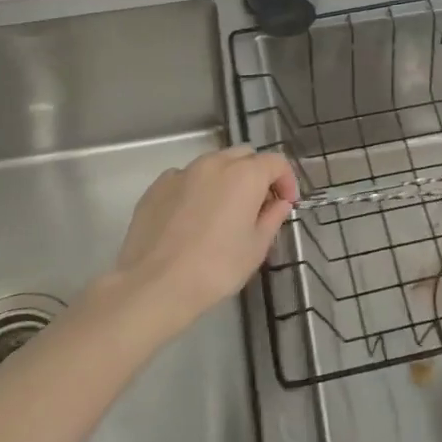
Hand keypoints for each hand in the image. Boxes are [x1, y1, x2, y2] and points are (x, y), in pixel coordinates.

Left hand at [108, 146, 296, 329]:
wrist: (155, 284)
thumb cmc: (216, 268)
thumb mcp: (256, 248)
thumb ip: (272, 218)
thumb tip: (278, 203)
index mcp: (245, 175)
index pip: (276, 162)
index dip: (286, 180)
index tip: (286, 204)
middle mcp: (214, 164)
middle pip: (244, 156)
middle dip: (257, 174)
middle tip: (258, 206)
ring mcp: (182, 172)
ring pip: (213, 164)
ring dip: (226, 179)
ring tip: (223, 212)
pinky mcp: (157, 186)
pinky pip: (186, 178)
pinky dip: (197, 189)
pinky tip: (192, 218)